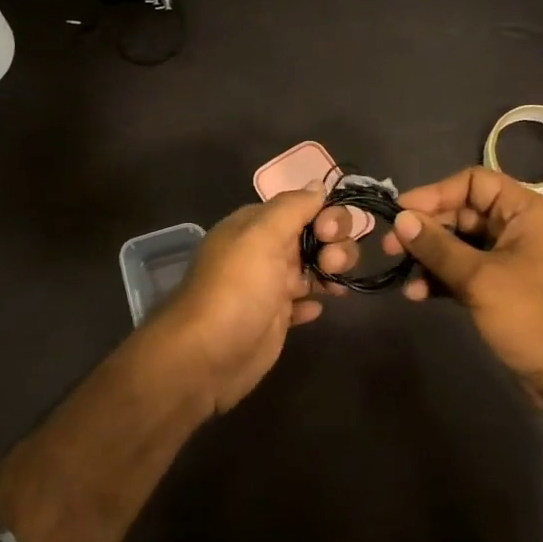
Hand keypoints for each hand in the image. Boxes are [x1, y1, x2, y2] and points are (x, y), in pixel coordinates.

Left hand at [154, 187, 358, 411]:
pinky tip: (315, 309)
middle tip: (332, 264)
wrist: (206, 357)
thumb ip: (292, 207)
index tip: (330, 234)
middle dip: (335, 244)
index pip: (303, 206)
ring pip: (313, 267)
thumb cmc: (237, 290)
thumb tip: (318, 185)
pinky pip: (303, 302)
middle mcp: (264, 251)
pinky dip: (314, 302)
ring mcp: (270, 285)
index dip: (326, 216)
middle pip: (314, 235)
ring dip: (331, 271)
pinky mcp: (274, 318)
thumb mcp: (261, 236)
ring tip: (334, 289)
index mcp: (256, 226)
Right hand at [382, 166, 542, 401]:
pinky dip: (442, 280)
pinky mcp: (502, 289)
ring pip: (460, 245)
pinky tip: (418, 295)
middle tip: (391, 246)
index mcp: (526, 212)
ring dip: (429, 257)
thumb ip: (438, 247)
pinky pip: (464, 273)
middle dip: (426, 229)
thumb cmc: (533, 317)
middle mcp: (518, 229)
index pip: (474, 182)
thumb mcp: (480, 279)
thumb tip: (401, 219)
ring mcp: (510, 260)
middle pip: (463, 213)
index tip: (401, 212)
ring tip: (401, 274)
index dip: (435, 192)